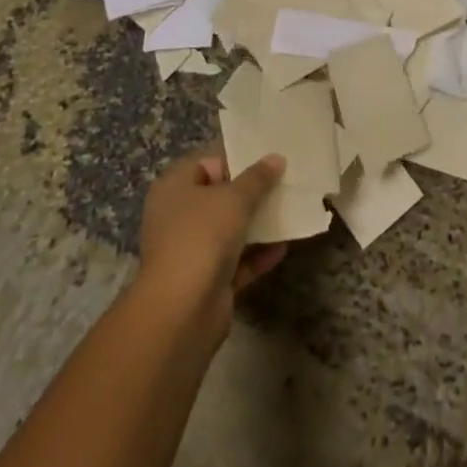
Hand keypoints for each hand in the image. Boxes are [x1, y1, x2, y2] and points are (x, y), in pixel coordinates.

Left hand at [136, 150, 288, 327]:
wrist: (182, 311)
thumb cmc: (202, 236)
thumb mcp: (235, 198)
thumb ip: (258, 178)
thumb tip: (276, 158)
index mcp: (174, 188)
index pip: (207, 162)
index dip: (237, 157)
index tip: (268, 155)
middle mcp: (178, 217)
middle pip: (220, 196)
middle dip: (252, 191)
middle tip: (285, 180)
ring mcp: (191, 251)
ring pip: (229, 230)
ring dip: (258, 223)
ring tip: (291, 209)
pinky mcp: (206, 281)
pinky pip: (236, 260)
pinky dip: (258, 253)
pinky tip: (284, 245)